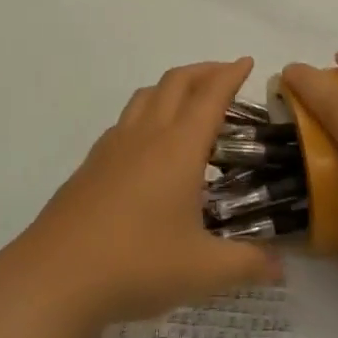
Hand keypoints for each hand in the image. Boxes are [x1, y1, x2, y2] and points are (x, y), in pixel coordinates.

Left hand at [0, 59, 282, 333]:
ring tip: (188, 102)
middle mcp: (146, 135)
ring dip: (172, 87)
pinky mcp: (91, 164)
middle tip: (224, 75)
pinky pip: (125, 120)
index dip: (230, 74)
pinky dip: (146, 113)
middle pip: (176, 83)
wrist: (56, 276)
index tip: (246, 61)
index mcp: (179, 148)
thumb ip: (247, 265)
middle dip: (203, 71)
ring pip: (146, 96)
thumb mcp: (203, 271)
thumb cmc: (137, 264)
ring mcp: (113, 146)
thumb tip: (281, 267)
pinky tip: (149, 144)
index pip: (210, 96)